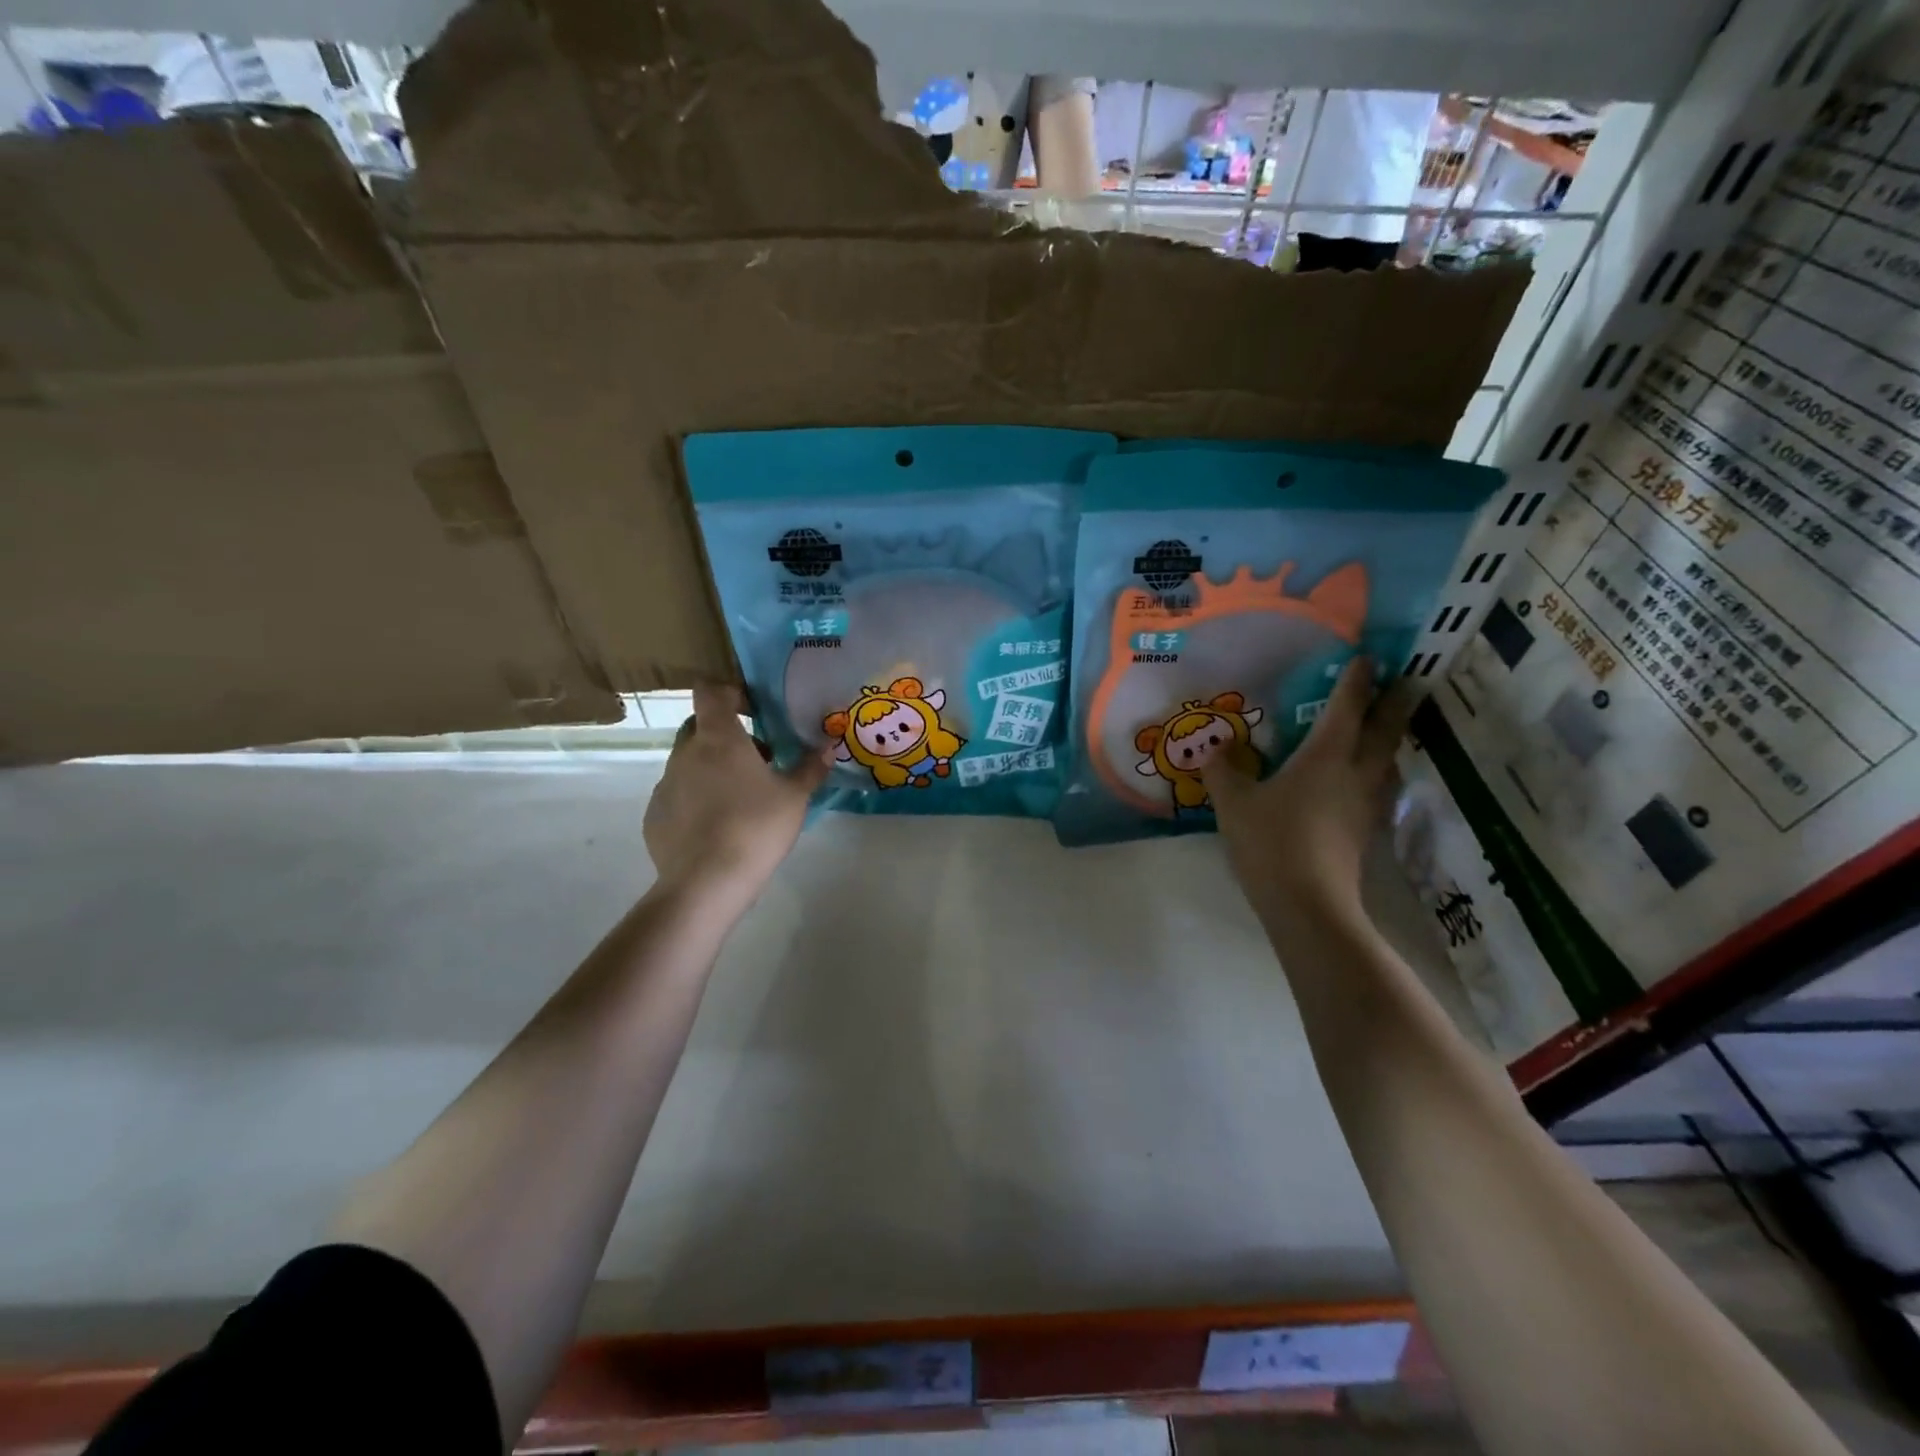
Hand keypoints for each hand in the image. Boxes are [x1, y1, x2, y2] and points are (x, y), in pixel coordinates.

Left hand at [643, 684, 830, 910]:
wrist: (706, 882)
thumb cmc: (756, 827)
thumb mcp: (795, 797)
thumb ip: (810, 768)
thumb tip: (827, 747)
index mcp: (718, 738)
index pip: (711, 691)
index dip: (730, 693)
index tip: (753, 710)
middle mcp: (685, 753)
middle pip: (699, 726)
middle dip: (725, 735)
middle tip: (757, 760)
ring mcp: (665, 784)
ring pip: (688, 762)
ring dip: (712, 769)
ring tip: (740, 799)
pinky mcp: (655, 815)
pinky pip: (678, 795)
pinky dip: (696, 800)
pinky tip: (717, 827)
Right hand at [1201, 657, 1412, 916]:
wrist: (1309, 904)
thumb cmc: (1271, 842)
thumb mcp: (1233, 803)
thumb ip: (1223, 770)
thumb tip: (1213, 747)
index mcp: (1326, 756)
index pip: (1348, 706)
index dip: (1358, 679)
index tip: (1368, 657)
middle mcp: (1356, 772)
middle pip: (1387, 727)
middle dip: (1396, 700)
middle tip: (1402, 680)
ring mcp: (1368, 803)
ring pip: (1390, 758)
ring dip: (1391, 736)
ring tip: (1383, 726)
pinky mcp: (1368, 829)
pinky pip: (1380, 784)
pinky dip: (1379, 768)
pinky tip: (1364, 778)